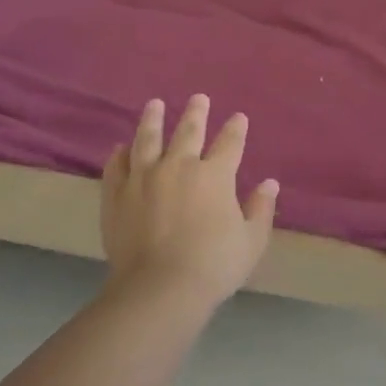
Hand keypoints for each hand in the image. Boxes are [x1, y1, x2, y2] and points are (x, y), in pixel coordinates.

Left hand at [101, 95, 278, 309]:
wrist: (160, 287)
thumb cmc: (214, 265)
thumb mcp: (251, 241)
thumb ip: (260, 209)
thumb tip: (269, 184)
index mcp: (215, 175)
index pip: (229, 143)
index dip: (236, 129)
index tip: (239, 117)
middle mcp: (178, 166)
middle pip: (188, 131)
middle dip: (196, 113)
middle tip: (198, 98)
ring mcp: (143, 178)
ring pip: (147, 139)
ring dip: (152, 119)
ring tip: (154, 104)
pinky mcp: (116, 195)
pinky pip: (117, 166)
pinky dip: (120, 154)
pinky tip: (121, 147)